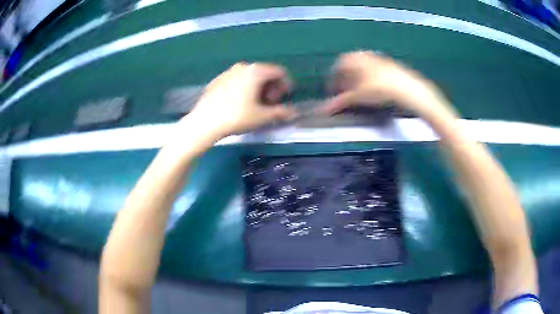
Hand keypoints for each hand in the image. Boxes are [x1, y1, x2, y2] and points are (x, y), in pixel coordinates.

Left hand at [184, 62, 297, 138]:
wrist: (204, 122)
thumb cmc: (237, 117)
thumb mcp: (262, 117)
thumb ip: (281, 112)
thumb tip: (293, 113)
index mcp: (256, 71)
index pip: (279, 72)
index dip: (285, 85)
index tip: (281, 100)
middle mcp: (243, 66)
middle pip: (264, 73)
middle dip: (271, 88)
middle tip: (268, 104)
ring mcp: (228, 72)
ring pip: (250, 77)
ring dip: (257, 89)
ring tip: (253, 105)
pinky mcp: (217, 80)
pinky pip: (237, 80)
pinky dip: (243, 89)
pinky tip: (237, 104)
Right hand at [319, 51, 451, 118]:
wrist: (408, 88)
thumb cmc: (381, 88)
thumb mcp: (358, 96)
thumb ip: (339, 101)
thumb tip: (322, 110)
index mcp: (354, 58)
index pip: (337, 67)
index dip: (333, 81)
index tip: (333, 92)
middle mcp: (365, 55)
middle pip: (349, 67)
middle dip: (345, 80)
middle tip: (345, 93)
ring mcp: (378, 59)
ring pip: (362, 69)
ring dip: (357, 80)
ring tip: (359, 93)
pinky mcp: (389, 66)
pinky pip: (373, 71)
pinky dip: (369, 80)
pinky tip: (374, 90)